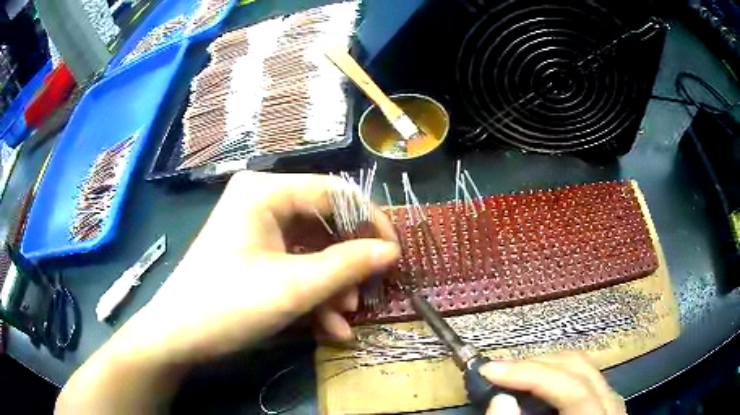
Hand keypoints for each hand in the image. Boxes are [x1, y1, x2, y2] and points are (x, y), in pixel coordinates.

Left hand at [57, 172, 399, 412]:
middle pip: (324, 224)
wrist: (177, 337)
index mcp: (266, 191)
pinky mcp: (255, 255)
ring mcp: (257, 230)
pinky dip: (313, 295)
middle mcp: (262, 201)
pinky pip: (295, 267)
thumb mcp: (293, 288)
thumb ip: (347, 265)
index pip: (334, 192)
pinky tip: (328, 327)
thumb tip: (392, 251)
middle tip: (368, 293)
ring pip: (312, 251)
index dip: (370, 221)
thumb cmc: (227, 305)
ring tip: (345, 319)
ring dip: (332, 287)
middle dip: (348, 264)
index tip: (394, 254)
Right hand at [481, 352, 625, 414]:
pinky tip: (537, 381)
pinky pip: (582, 374)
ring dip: (545, 365)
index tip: (490, 370)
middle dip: (535, 365)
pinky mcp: (603, 399)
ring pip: (582, 366)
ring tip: (513, 373)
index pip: (572, 388)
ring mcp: (609, 399)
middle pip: (578, 368)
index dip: (531, 375)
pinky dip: (556, 373)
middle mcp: (610, 404)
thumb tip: (500, 399)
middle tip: (497, 370)